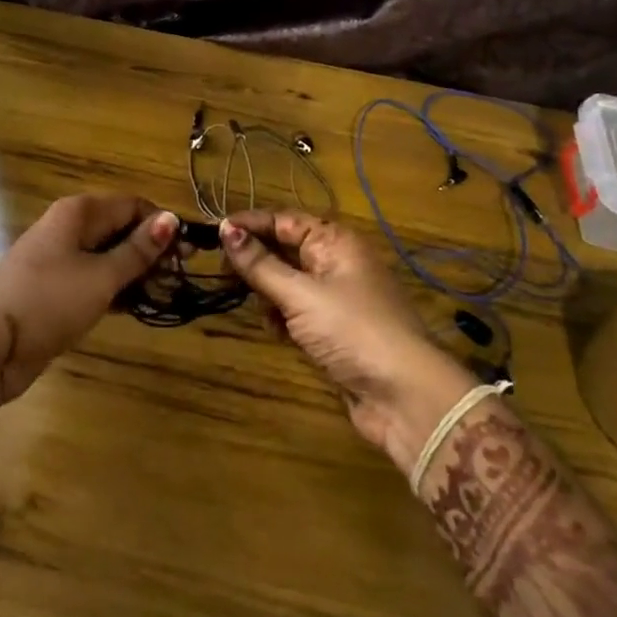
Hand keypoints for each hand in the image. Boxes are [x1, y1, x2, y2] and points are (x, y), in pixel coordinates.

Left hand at [0, 195, 177, 404]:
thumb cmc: (47, 301)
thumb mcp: (101, 276)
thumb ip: (137, 250)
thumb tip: (170, 220)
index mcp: (78, 213)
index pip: (132, 205)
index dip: (161, 225)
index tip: (188, 254)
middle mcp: (67, 229)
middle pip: (119, 229)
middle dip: (150, 250)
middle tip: (178, 278)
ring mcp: (57, 260)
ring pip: (106, 257)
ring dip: (135, 273)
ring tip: (163, 295)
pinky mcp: (53, 290)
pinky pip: (92, 280)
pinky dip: (115, 290)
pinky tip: (136, 307)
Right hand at [220, 209, 476, 474]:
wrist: (404, 396)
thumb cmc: (352, 331)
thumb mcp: (300, 294)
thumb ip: (260, 264)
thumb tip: (225, 229)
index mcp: (335, 242)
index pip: (283, 220)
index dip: (249, 225)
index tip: (212, 233)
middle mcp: (337, 262)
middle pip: (285, 249)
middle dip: (256, 261)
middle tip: (223, 274)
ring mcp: (337, 297)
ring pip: (288, 282)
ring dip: (268, 292)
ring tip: (255, 306)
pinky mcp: (335, 329)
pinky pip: (298, 311)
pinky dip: (283, 317)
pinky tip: (276, 331)